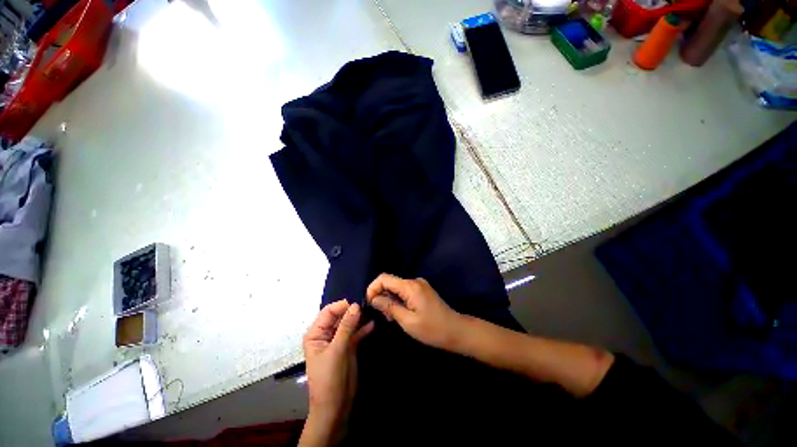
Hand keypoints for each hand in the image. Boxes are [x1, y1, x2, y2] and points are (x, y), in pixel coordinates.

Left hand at [301, 300, 373, 445]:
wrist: (336, 406)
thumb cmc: (329, 378)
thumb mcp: (337, 350)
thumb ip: (346, 326)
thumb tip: (355, 305)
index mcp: (316, 333)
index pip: (328, 311)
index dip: (342, 306)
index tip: (358, 303)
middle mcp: (326, 334)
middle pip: (340, 315)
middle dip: (352, 310)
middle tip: (368, 306)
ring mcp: (338, 340)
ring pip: (349, 323)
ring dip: (359, 318)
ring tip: (372, 312)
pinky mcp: (348, 346)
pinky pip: (356, 333)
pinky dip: (363, 328)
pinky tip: (372, 324)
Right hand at [366, 274, 463, 350]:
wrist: (456, 331)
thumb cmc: (432, 329)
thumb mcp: (407, 321)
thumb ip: (389, 307)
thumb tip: (374, 298)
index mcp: (410, 286)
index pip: (384, 278)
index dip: (373, 288)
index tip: (370, 303)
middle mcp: (414, 281)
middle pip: (390, 282)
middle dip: (382, 296)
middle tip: (383, 315)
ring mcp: (419, 285)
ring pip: (396, 287)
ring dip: (390, 300)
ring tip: (392, 317)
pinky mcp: (422, 290)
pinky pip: (404, 291)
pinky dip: (398, 300)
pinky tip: (400, 313)